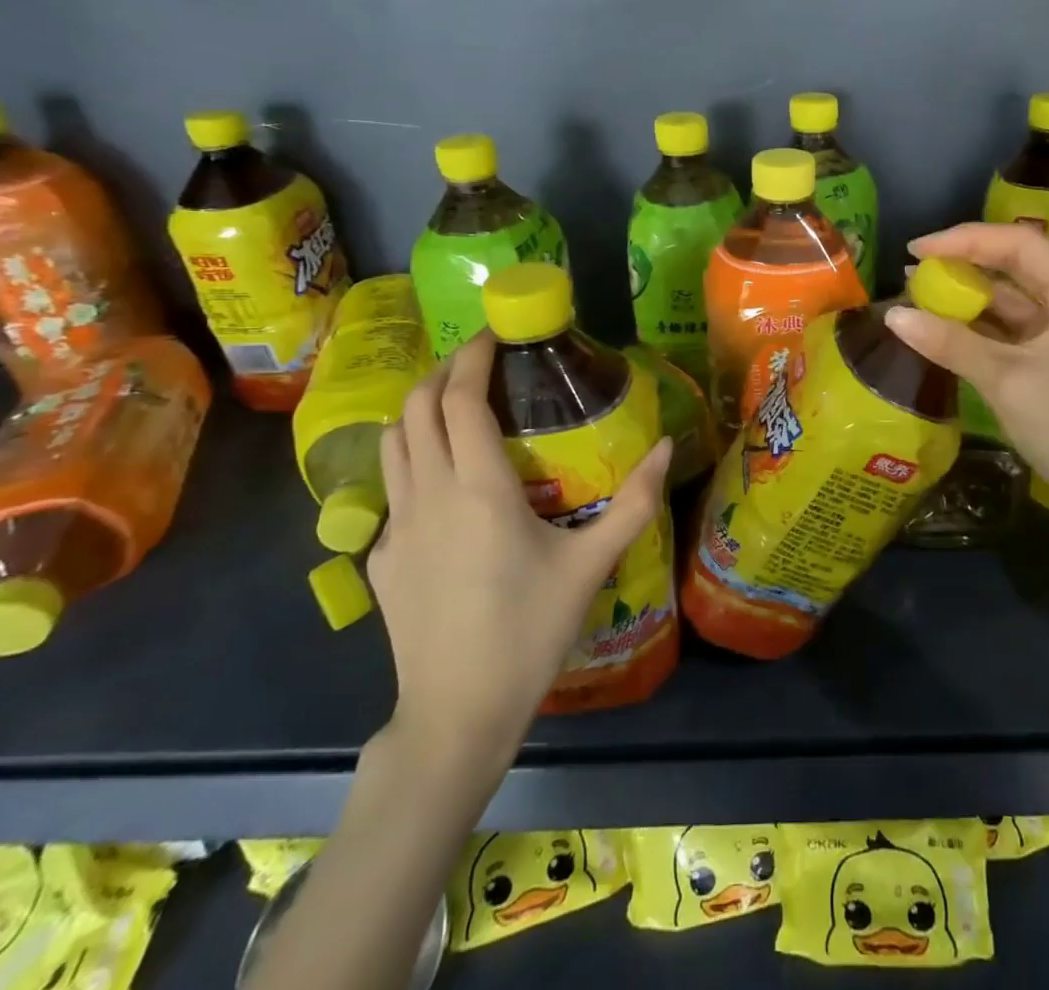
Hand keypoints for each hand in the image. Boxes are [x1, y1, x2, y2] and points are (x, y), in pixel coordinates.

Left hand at [369, 331, 671, 788]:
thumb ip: (634, 501)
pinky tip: (445, 482)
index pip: (459, 399)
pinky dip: (413, 458)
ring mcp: (396, 526)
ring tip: (456, 405)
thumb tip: (666, 446)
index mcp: (478, 488)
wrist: (457, 713)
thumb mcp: (592, 564)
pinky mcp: (382, 556)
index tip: (494, 335)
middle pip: (415, 408)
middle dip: (442, 371)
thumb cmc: (530, 631)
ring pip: (392, 443)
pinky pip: (392, 487)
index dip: (473, 358)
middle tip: (479, 361)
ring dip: (418, 410)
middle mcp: (428, 494)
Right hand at [883, 223, 1048, 527]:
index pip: (1017, 244)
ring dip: (967, 297)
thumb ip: (949, 342)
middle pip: (1014, 267)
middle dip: (963, 265)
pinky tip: (943, 329)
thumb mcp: (1004, 379)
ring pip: (1010, 301)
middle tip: (914, 271)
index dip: (964, 239)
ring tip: (919, 296)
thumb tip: (893, 316)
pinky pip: (1010, 331)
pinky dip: (977, 327)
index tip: (917, 248)